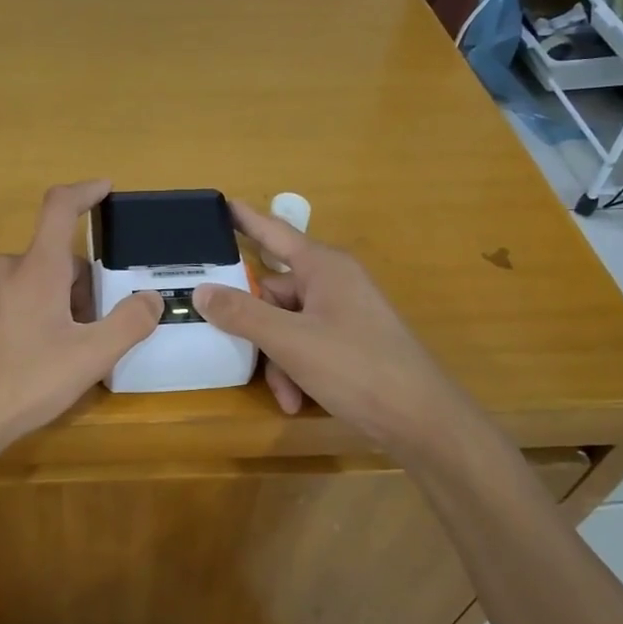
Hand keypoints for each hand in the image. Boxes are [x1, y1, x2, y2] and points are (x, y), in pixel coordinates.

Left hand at [0, 180, 161, 464]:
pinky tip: (7, 356)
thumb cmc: (25, 383)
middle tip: (82, 334)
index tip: (103, 188)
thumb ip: (129, 323)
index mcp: (37, 268)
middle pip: (49, 260)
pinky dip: (9, 314)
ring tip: (44, 352)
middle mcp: (0, 266)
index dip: (85, 192)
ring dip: (41, 301)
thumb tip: (151, 298)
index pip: (60, 208)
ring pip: (20, 281)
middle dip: (73, 288)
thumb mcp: (90, 358)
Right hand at [193, 200, 464, 456]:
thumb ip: (242, 314)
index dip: (245, 219)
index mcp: (322, 267)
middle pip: (274, 291)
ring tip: (284, 394)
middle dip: (256, 328)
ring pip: (287, 325)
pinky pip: (307, 344)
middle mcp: (333, 282)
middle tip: (233, 349)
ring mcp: (343, 312)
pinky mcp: (350, 341)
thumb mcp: (289, 341)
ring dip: (277, 360)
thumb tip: (201, 291)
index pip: (274, 231)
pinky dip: (297, 370)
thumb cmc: (355, 367)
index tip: (219, 204)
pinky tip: (296, 400)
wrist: (421, 418)